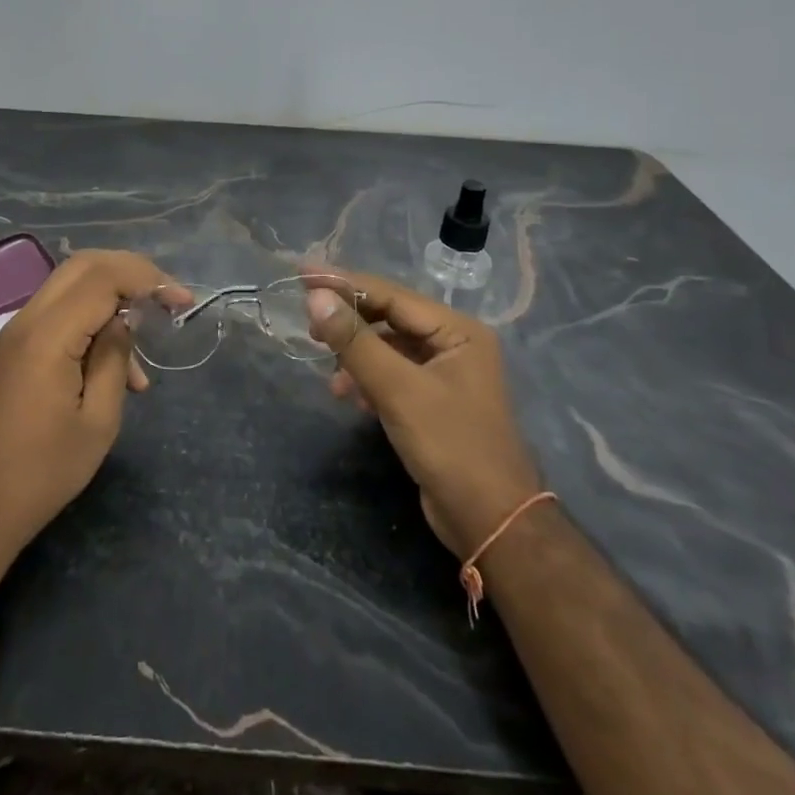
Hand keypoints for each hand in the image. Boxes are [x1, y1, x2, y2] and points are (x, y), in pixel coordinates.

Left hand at [0, 249, 175, 562]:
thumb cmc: (44, 472)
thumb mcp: (98, 420)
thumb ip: (114, 358)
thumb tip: (124, 320)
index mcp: (48, 336)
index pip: (103, 277)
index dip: (148, 279)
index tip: (182, 302)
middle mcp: (26, 321)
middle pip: (83, 266)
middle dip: (131, 273)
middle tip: (166, 299)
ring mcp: (14, 333)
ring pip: (70, 287)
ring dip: (112, 301)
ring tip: (141, 362)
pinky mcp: (11, 349)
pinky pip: (57, 315)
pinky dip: (90, 322)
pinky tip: (114, 369)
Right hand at [305, 272, 541, 561]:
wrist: (491, 522)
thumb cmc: (451, 446)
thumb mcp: (397, 390)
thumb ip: (355, 341)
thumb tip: (315, 298)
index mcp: (458, 330)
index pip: (391, 295)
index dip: (345, 283)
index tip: (303, 273)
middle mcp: (454, 344)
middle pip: (389, 318)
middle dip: (349, 320)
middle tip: (307, 321)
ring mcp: (445, 374)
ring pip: (388, 347)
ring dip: (356, 354)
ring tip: (327, 369)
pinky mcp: (434, 402)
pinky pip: (392, 374)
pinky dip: (368, 378)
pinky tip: (348, 394)